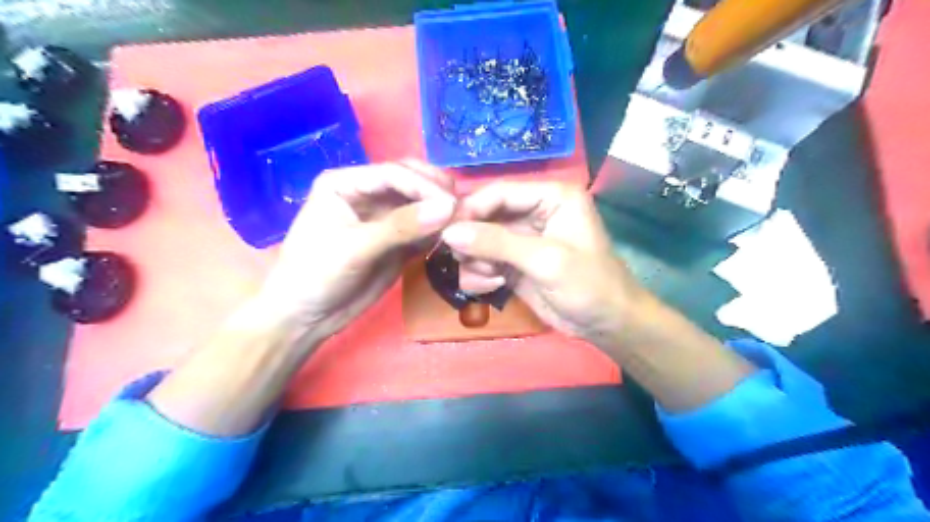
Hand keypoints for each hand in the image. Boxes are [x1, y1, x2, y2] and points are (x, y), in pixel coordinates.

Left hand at [255, 161, 456, 342]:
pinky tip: (451, 237)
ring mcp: (383, 216)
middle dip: (436, 192)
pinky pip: (423, 228)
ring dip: (441, 211)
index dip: (425, 186)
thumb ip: (401, 227)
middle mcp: (367, 192)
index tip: (452, 205)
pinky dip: (438, 230)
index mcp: (346, 183)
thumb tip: (448, 208)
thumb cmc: (316, 275)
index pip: (394, 174)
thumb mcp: (355, 248)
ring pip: (421, 203)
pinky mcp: (397, 239)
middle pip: (411, 181)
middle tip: (462, 211)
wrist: (306, 317)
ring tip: (463, 223)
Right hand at [440, 182, 647, 343]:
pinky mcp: (513, 264)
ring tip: (491, 277)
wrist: (607, 325)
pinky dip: (480, 274)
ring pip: (479, 241)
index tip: (445, 231)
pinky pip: (483, 261)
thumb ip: (497, 243)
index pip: (500, 193)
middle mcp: (534, 212)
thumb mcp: (546, 260)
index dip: (471, 209)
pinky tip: (493, 286)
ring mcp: (522, 240)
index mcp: (551, 197)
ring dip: (476, 260)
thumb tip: (449, 233)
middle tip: (464, 260)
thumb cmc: (589, 285)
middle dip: (473, 240)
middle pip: (485, 216)